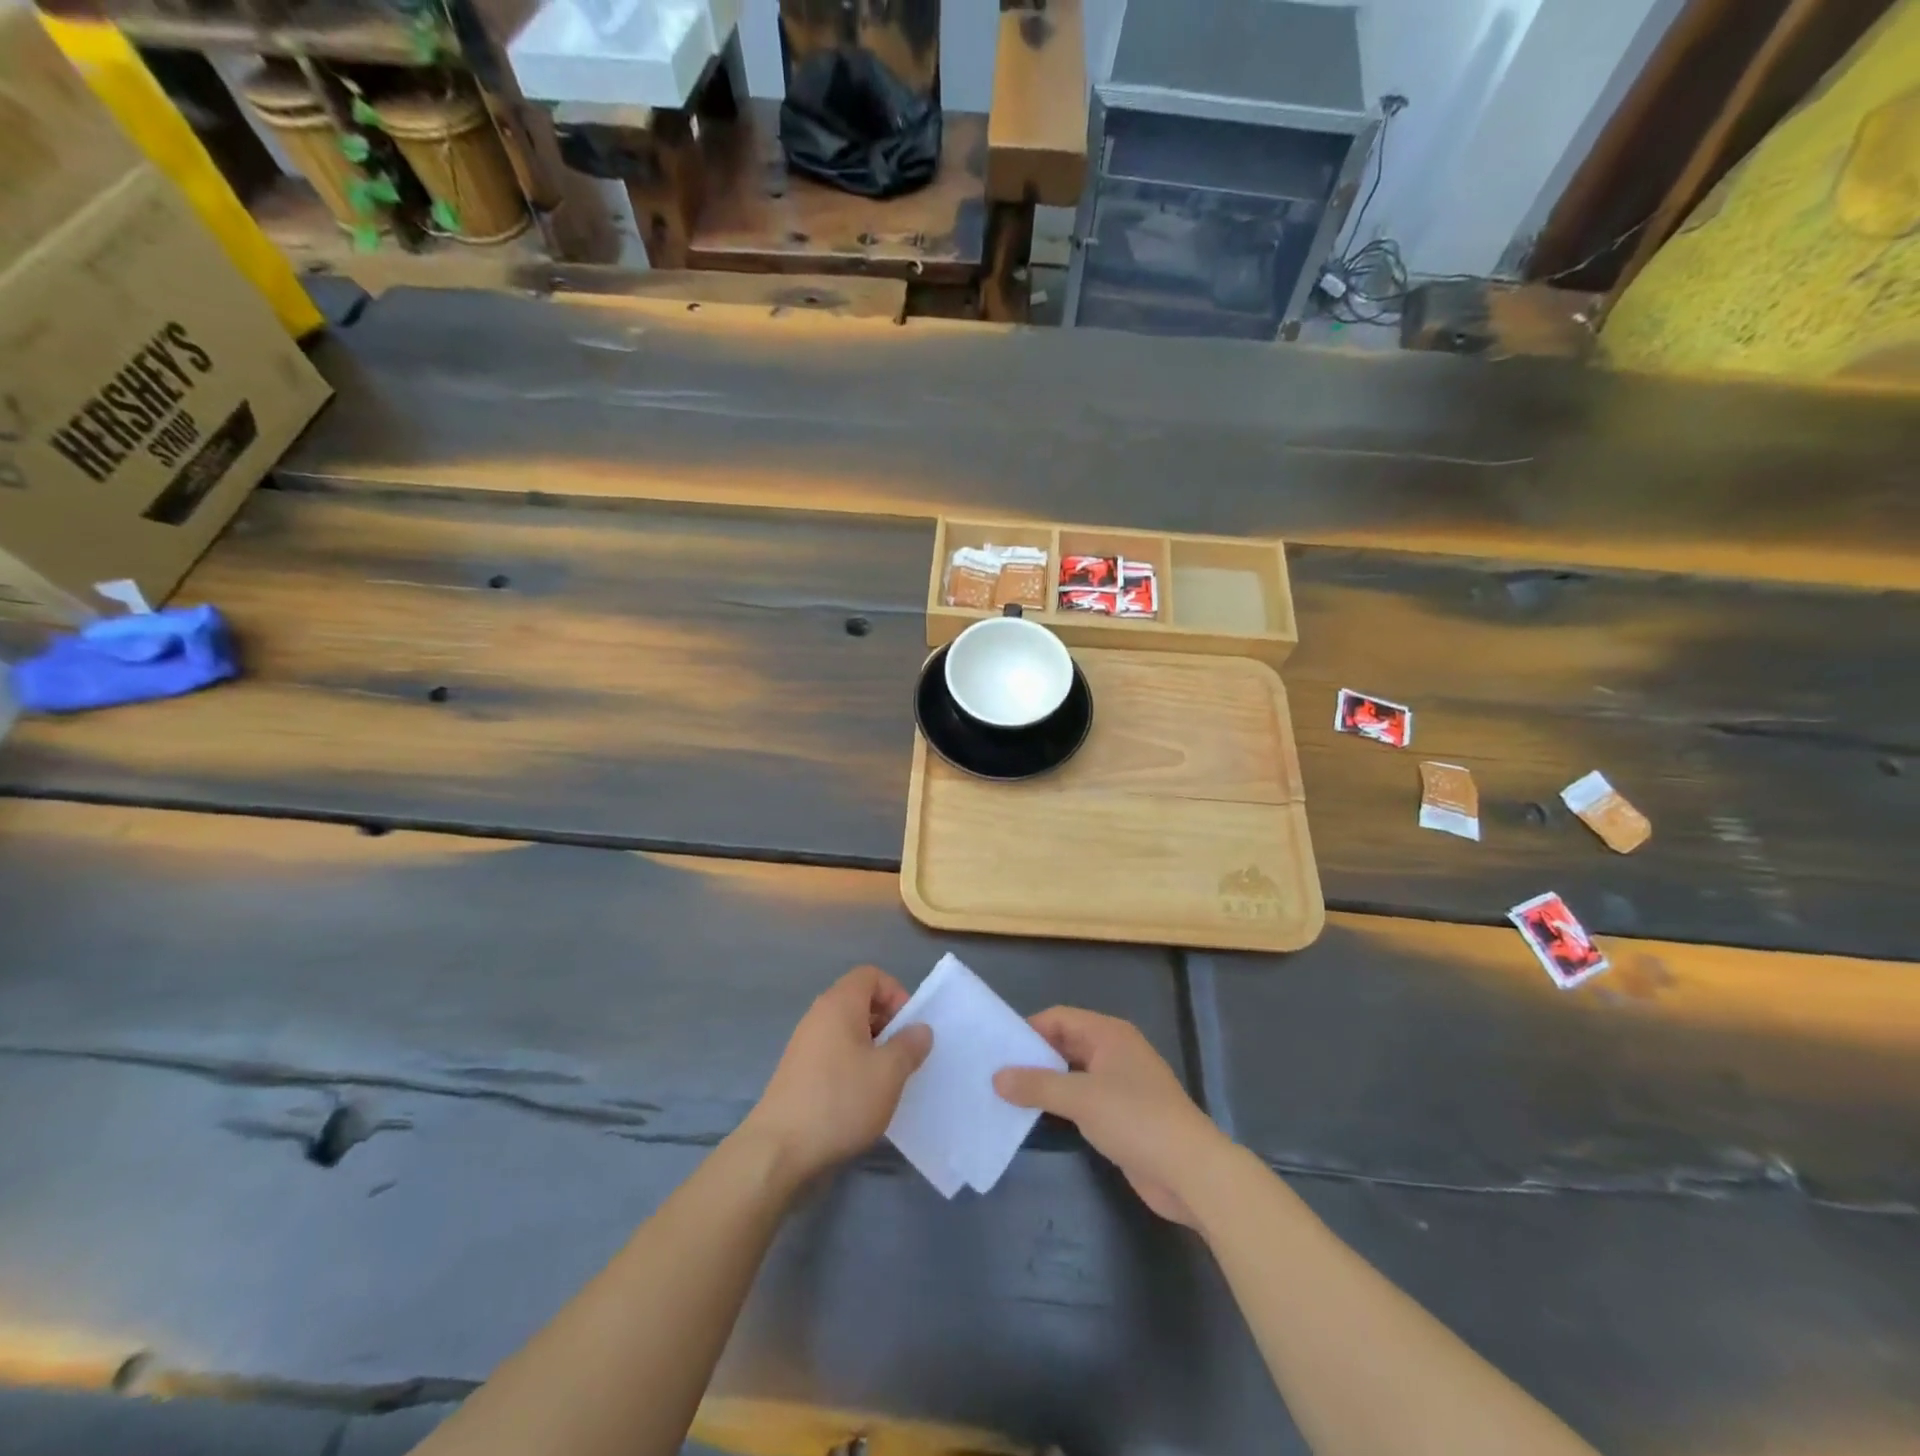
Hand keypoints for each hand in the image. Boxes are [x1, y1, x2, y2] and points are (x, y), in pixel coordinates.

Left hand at [740, 965, 932, 1185]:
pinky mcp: (798, 1073)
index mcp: (839, 1004)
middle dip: (886, 1022)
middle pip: (859, 1001)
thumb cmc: (840, 1100)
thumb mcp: (888, 1073)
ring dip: (871, 1048)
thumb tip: (919, 1030)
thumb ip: (909, 1046)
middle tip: (903, 1055)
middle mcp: (819, 1016)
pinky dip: (852, 1066)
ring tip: (886, 1080)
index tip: (909, 1026)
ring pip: (847, 1031)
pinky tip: (861, 1099)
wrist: (778, 1150)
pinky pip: (833, 1054)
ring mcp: (804, 1045)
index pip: (871, 975)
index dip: (895, 993)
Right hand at [995, 1008, 1230, 1226]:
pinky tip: (1036, 1120)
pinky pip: (1082, 1100)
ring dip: (1045, 1084)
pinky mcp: (1122, 1115)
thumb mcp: (1081, 1098)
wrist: (1191, 1171)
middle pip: (1065, 1044)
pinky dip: (1060, 1106)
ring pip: (1072, 1074)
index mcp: (1109, 1034)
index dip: (1028, 1030)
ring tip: (1006, 1097)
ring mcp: (1120, 1084)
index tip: (997, 1049)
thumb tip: (997, 1077)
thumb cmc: (1136, 1119)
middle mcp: (1114, 1051)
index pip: (1059, 1018)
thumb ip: (1037, 1086)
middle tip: (994, 1074)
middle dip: (1033, 1058)